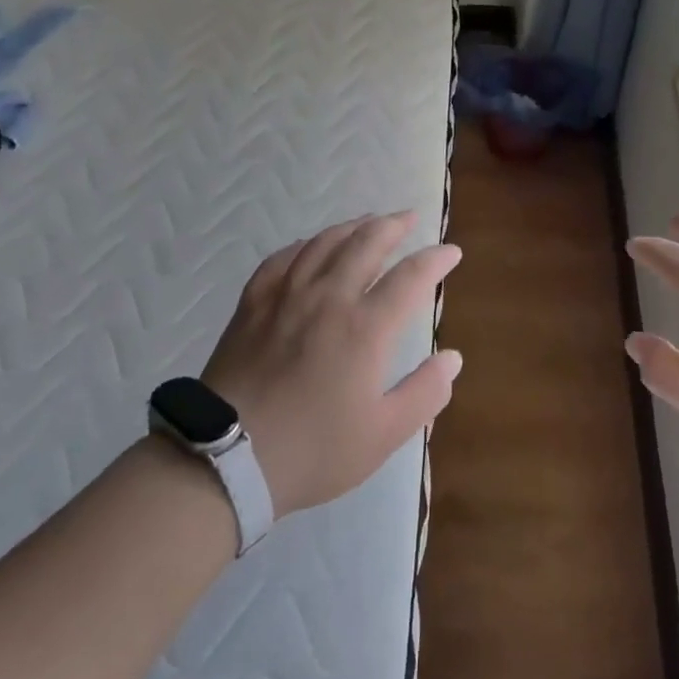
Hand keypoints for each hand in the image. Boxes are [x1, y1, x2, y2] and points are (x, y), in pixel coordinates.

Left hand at [201, 212, 461, 518]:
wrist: (225, 459)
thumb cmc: (313, 451)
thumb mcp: (383, 434)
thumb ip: (425, 394)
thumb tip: (453, 358)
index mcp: (366, 328)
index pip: (411, 277)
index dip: (435, 260)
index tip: (451, 253)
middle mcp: (329, 298)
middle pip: (366, 243)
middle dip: (393, 226)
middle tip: (410, 218)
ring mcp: (286, 297)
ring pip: (324, 243)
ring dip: (353, 226)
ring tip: (369, 222)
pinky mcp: (252, 305)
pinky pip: (283, 259)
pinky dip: (305, 245)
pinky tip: (311, 246)